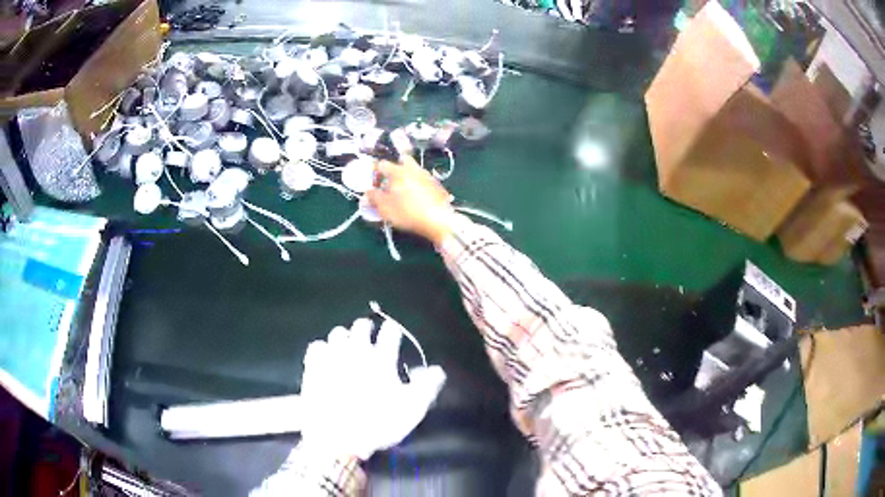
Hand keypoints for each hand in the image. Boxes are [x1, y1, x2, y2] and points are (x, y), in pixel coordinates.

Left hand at [298, 318, 445, 460]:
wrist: (338, 438)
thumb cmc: (378, 425)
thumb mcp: (412, 410)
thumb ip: (426, 387)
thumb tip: (437, 370)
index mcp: (382, 360)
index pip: (390, 334)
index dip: (393, 331)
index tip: (393, 332)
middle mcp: (357, 352)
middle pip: (361, 326)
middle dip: (366, 327)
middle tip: (368, 331)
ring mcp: (333, 357)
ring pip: (338, 333)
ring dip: (345, 336)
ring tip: (346, 343)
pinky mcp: (314, 366)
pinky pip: (317, 346)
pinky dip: (323, 349)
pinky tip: (325, 356)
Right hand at [367, 157, 456, 245]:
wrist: (438, 220)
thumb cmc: (407, 212)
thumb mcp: (385, 208)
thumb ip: (374, 198)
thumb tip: (367, 192)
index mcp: (398, 171)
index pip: (381, 164)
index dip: (375, 174)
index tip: (374, 186)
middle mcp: (413, 168)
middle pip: (402, 161)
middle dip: (395, 169)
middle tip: (391, 184)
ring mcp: (427, 175)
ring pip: (414, 170)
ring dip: (407, 177)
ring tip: (404, 193)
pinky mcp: (437, 185)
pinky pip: (424, 180)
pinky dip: (418, 185)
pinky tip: (418, 198)